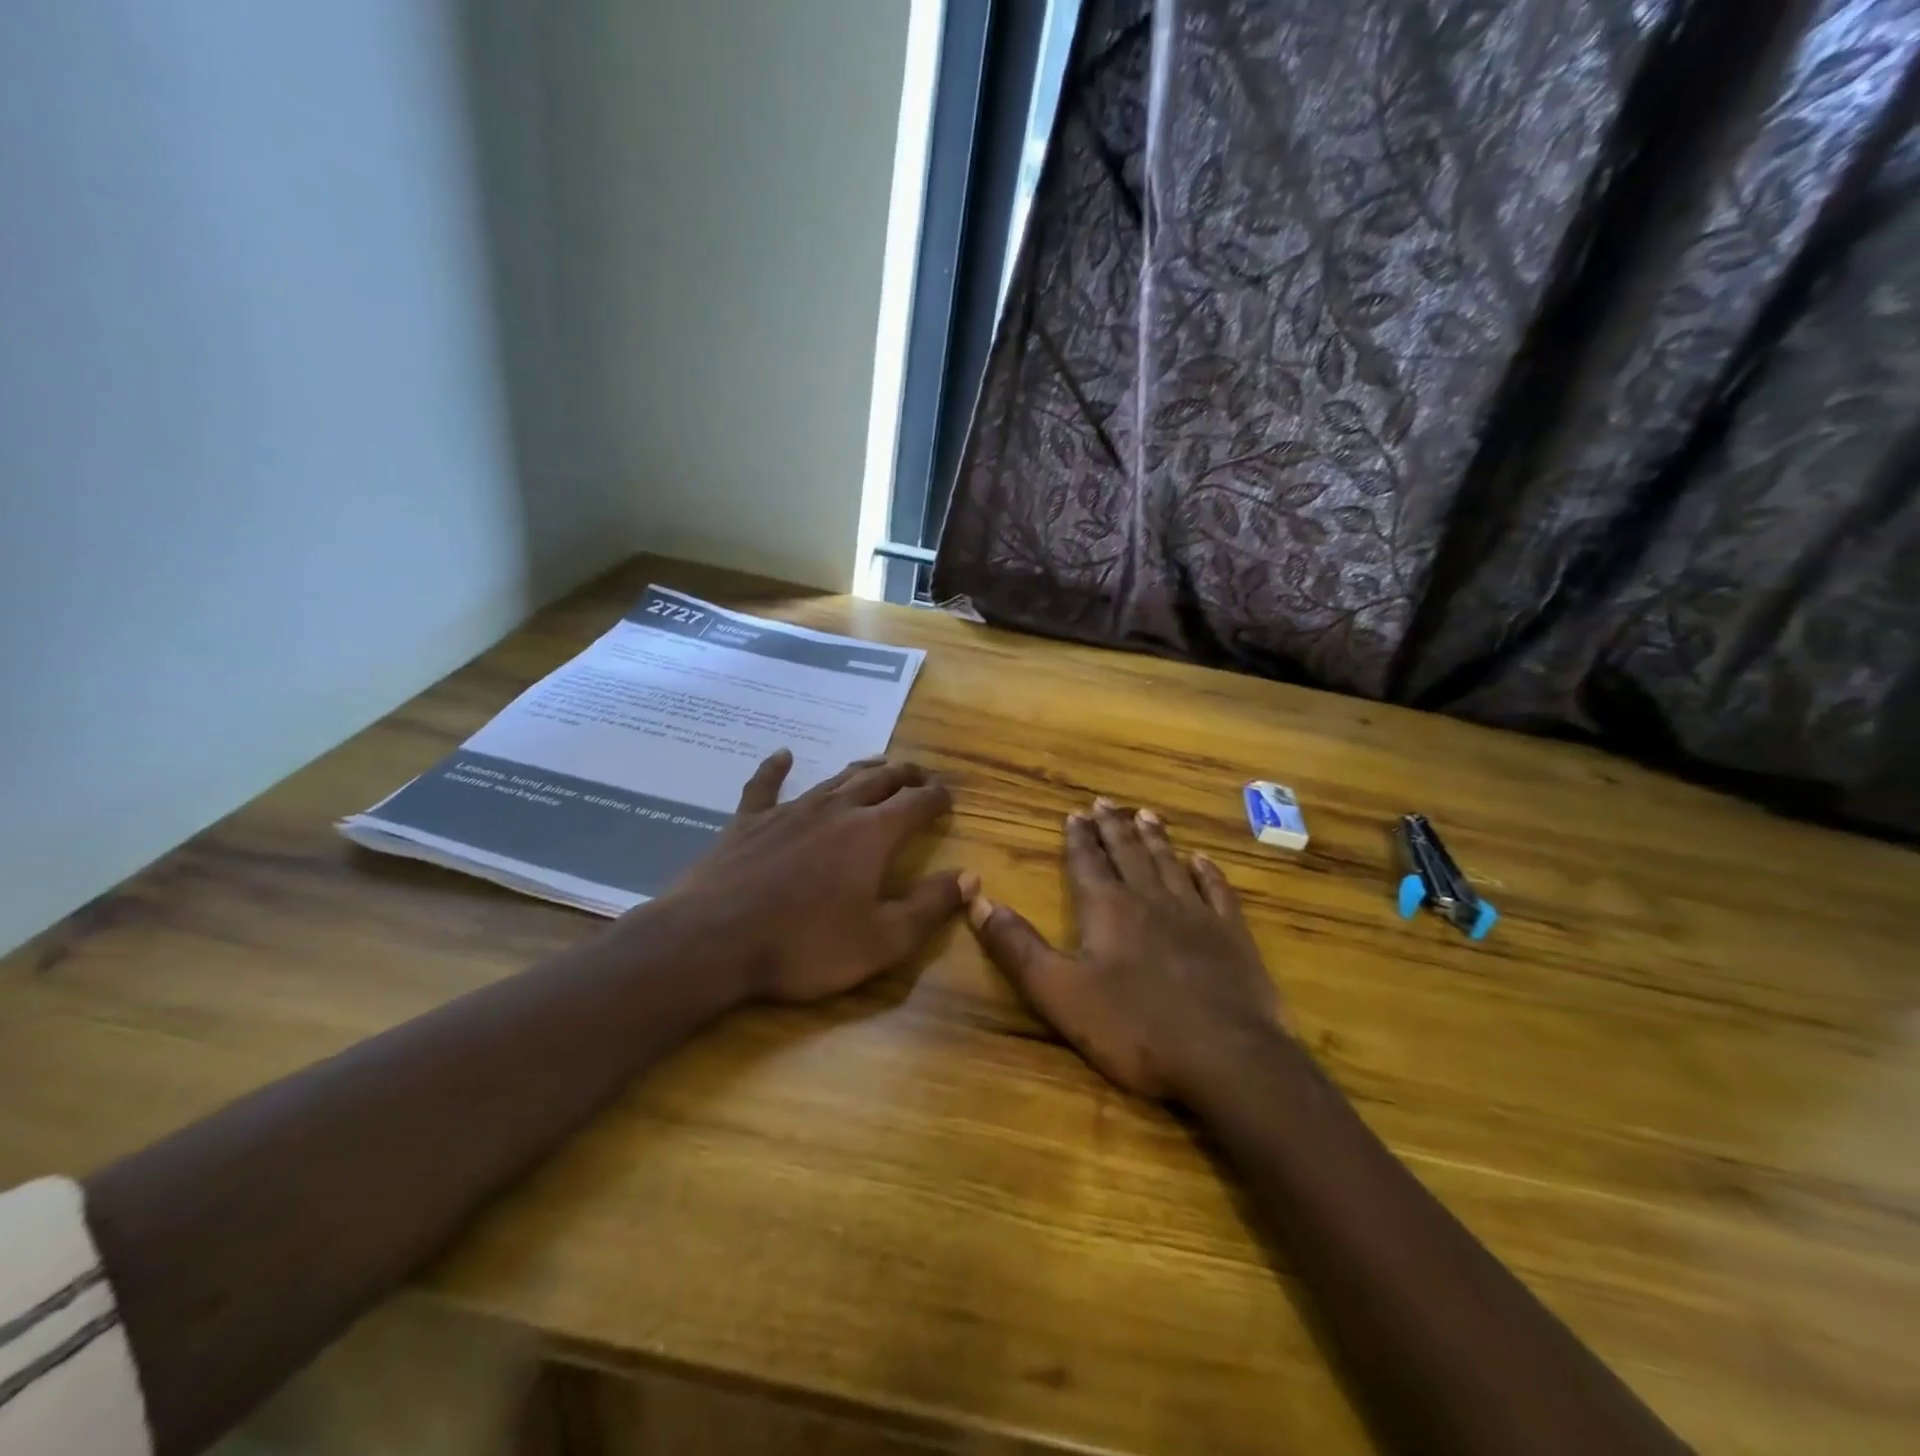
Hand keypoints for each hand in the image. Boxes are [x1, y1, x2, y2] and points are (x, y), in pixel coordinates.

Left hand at [662, 748, 968, 1003]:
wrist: (713, 941)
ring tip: (878, 763)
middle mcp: (836, 809)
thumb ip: (930, 906)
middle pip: (879, 780)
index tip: (948, 797)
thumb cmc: (804, 945)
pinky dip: (776, 768)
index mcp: (872, 834)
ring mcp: (789, 810)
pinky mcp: (748, 820)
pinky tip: (783, 755)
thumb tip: (970, 877)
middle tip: (920, 776)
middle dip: (905, 775)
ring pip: (834, 778)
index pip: (916, 803)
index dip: (937, 797)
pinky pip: (765, 785)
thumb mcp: (882, 940)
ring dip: (861, 769)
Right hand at [966, 798, 1284, 1101]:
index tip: (1075, 812)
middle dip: (1113, 827)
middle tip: (1105, 801)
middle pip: (1128, 853)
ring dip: (1155, 838)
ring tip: (1146, 814)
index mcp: (1108, 909)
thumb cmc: (1135, 1028)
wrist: (1227, 1058)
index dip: (1079, 837)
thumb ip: (1017, 947)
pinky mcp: (1231, 936)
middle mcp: (1150, 899)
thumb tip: (976, 900)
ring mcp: (1196, 915)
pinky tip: (1202, 860)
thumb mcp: (1059, 993)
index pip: (1088, 862)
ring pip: (1170, 864)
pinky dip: (1207, 873)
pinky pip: (1217, 892)